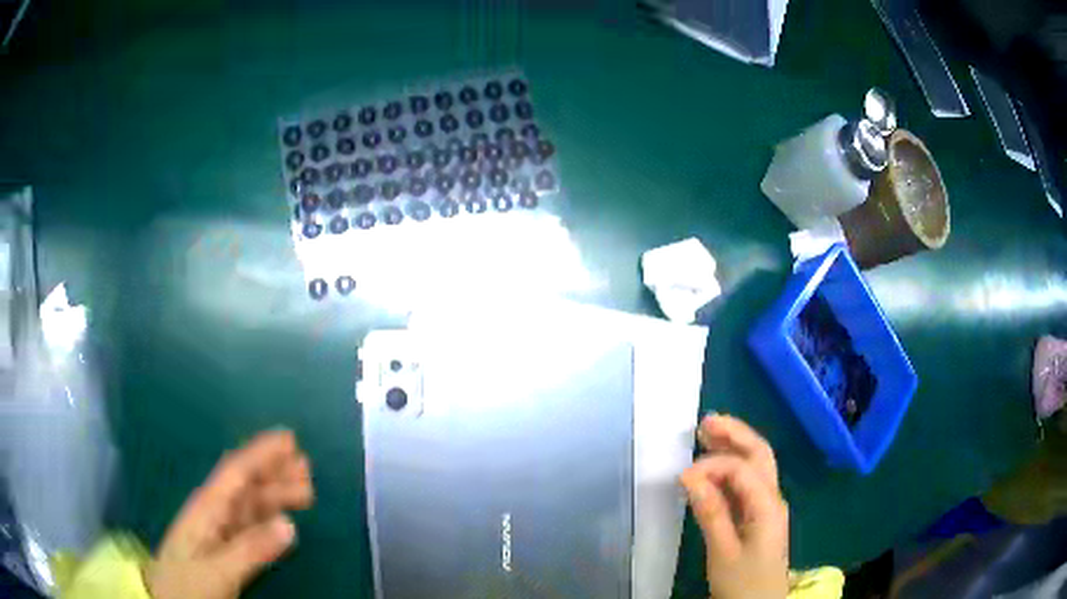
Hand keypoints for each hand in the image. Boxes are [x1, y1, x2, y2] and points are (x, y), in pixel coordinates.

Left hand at [146, 430, 314, 598]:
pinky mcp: (222, 548)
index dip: (261, 453)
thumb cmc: (186, 584)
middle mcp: (213, 512)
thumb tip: (289, 525)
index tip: (289, 439)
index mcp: (206, 509)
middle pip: (246, 485)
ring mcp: (217, 531)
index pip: (236, 472)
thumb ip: (251, 549)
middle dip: (274, 472)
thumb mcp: (217, 571)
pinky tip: (281, 520)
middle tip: (307, 466)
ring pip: (250, 504)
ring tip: (304, 489)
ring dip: (275, 493)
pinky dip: (269, 518)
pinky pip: (250, 525)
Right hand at [681, 414, 788, 598]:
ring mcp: (768, 505)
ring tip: (707, 433)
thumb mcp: (723, 552)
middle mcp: (772, 497)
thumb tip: (689, 475)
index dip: (712, 465)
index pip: (742, 469)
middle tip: (705, 421)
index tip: (682, 477)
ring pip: (755, 465)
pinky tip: (713, 467)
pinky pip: (748, 483)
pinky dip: (731, 468)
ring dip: (734, 447)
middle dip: (734, 434)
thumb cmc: (742, 582)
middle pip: (759, 454)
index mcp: (768, 505)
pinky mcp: (759, 515)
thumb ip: (710, 512)